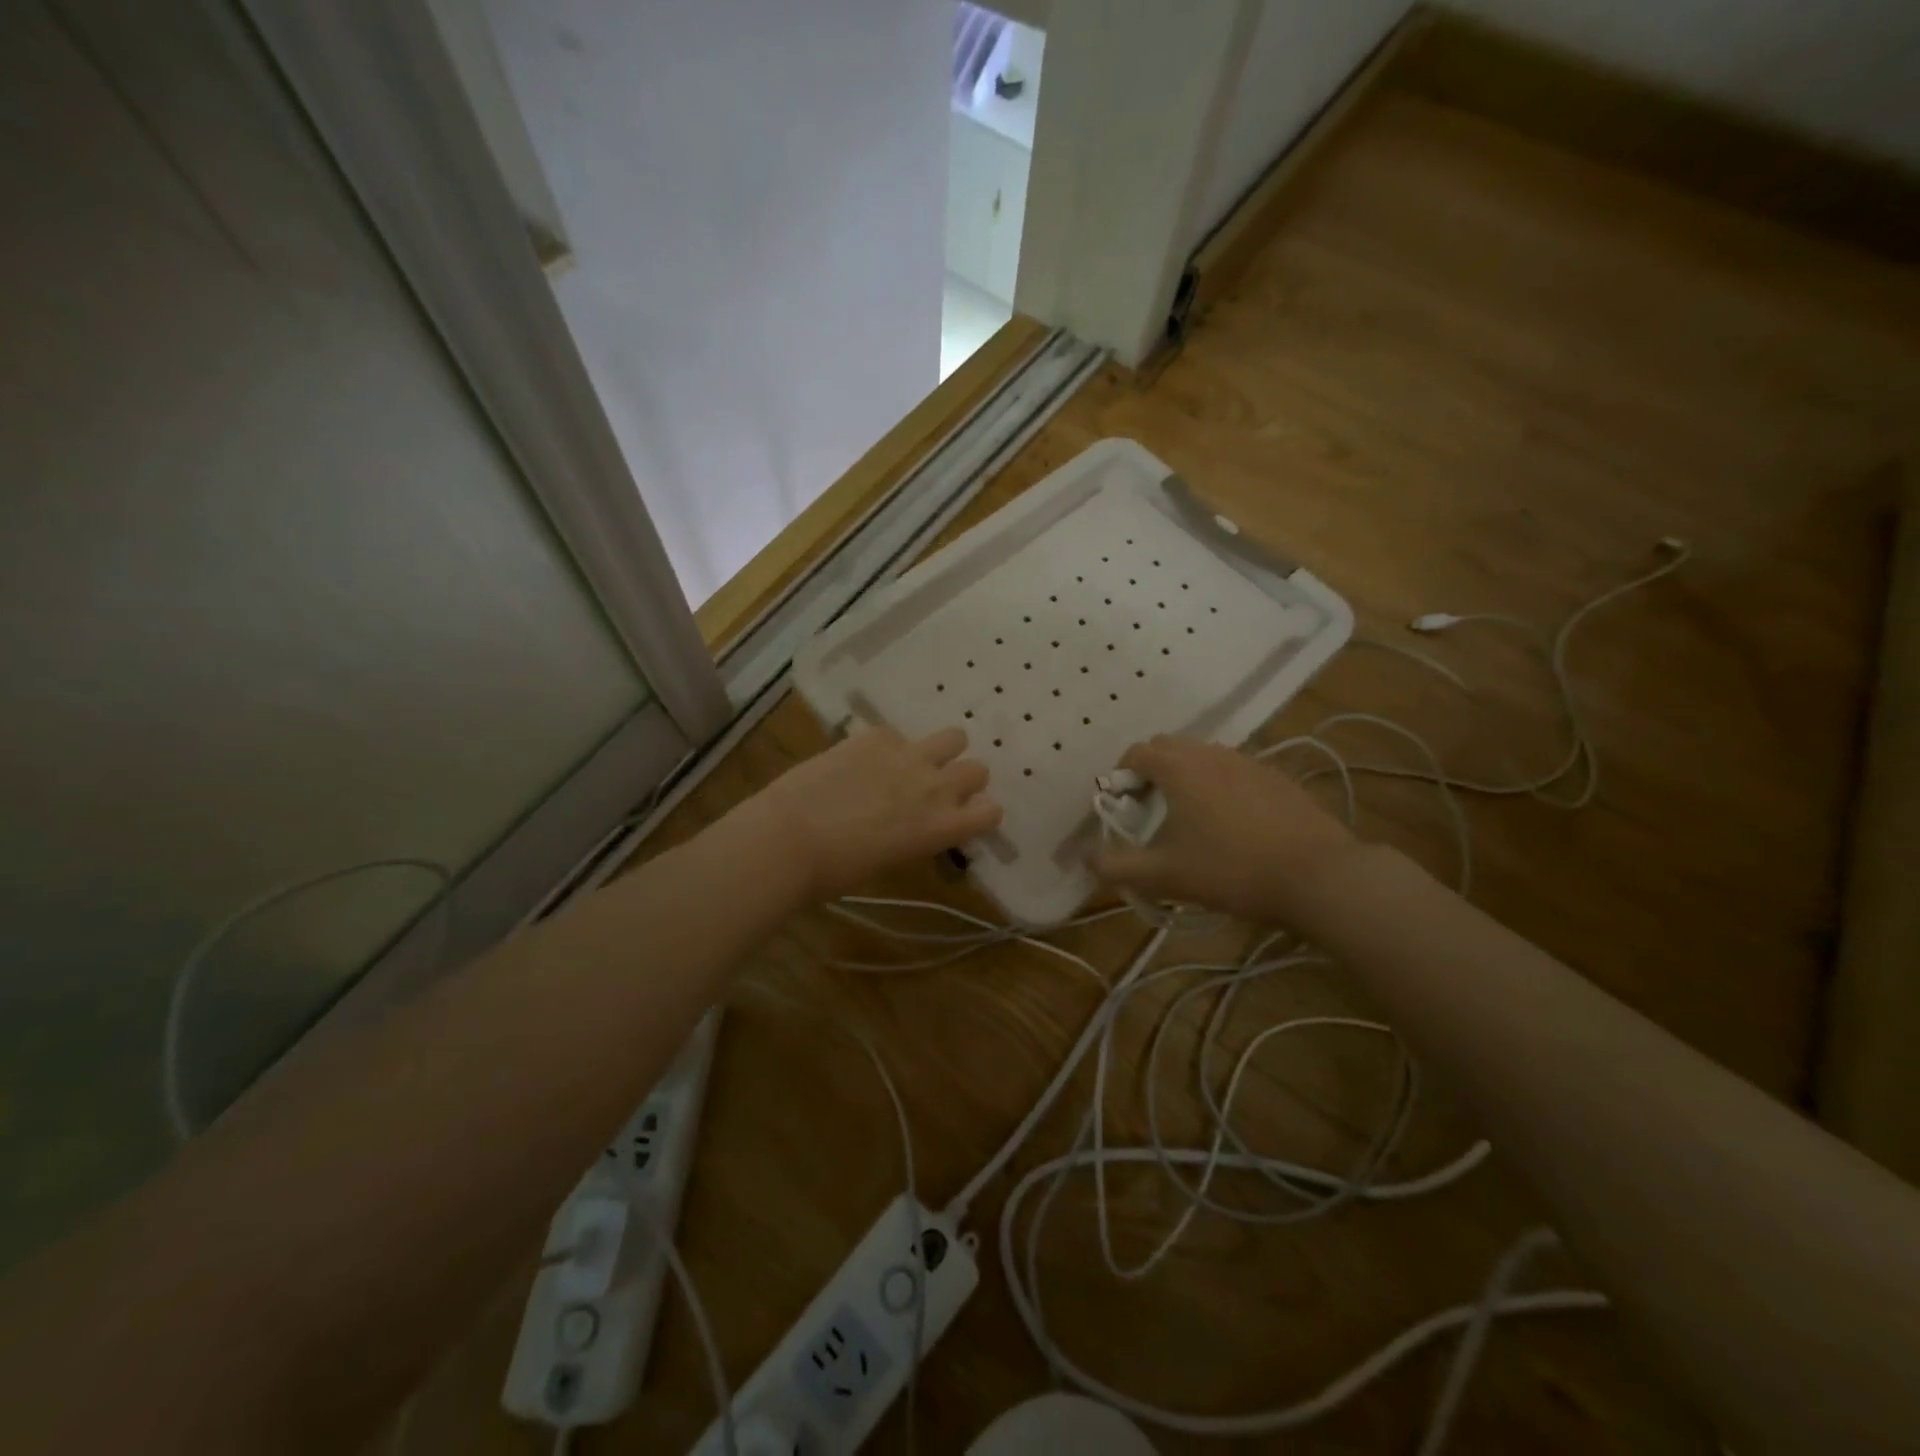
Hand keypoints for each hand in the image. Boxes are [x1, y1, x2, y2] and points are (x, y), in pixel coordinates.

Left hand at [750, 726, 1001, 900]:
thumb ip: (916, 837)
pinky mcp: (876, 736)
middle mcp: (935, 787)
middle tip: (933, 790)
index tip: (961, 817)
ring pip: (954, 737)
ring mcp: (907, 755)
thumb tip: (914, 827)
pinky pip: (896, 734)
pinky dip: (886, 746)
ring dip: (941, 750)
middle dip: (962, 778)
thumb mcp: (889, 861)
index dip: (979, 813)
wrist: (789, 838)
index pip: (991, 811)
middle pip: (978, 769)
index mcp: (942, 827)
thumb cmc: (835, 871)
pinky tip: (860, 761)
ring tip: (912, 762)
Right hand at [1091, 735, 1360, 924]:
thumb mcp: (1164, 876)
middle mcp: (1211, 753)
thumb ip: (1117, 866)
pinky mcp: (1277, 777)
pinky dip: (1219, 784)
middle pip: (1169, 746)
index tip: (1123, 806)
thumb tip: (1086, 856)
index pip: (1136, 752)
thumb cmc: (1230, 871)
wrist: (1317, 876)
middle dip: (1152, 770)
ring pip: (1204, 756)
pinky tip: (1232, 823)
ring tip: (1191, 817)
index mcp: (1179, 768)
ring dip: (1186, 775)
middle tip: (1151, 810)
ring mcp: (1249, 761)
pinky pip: (1234, 769)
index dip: (1121, 775)